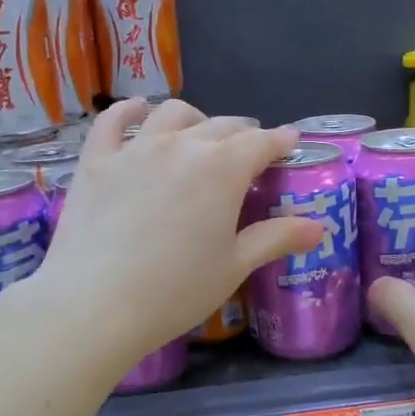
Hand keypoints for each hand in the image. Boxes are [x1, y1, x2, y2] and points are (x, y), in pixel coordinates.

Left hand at [31, 99, 325, 362]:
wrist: (95, 303)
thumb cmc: (176, 290)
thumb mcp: (234, 266)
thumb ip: (276, 238)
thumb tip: (320, 227)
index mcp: (223, 169)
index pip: (261, 143)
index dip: (280, 141)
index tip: (290, 142)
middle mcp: (182, 145)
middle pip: (221, 126)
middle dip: (243, 132)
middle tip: (250, 148)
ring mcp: (135, 148)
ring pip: (172, 114)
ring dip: (195, 118)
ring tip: (199, 132)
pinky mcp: (96, 161)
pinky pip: (113, 121)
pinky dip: (130, 111)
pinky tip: (137, 112)